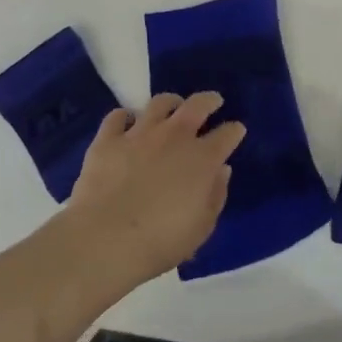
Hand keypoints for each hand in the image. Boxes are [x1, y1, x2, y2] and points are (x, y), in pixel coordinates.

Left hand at [59, 92, 246, 286]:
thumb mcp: (202, 227)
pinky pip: (117, 117)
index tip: (236, 130)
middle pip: (197, 105)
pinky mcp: (108, 140)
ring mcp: (139, 134)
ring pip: (159, 103)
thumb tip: (221, 170)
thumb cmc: (161, 241)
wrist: (105, 240)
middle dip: (209, 100)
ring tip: (172, 106)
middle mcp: (174, 137)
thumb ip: (216, 195)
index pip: (227, 134)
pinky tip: (127, 122)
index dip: (234, 131)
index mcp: (202, 158)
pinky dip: (125, 116)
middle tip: (213, 101)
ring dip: (170, 102)